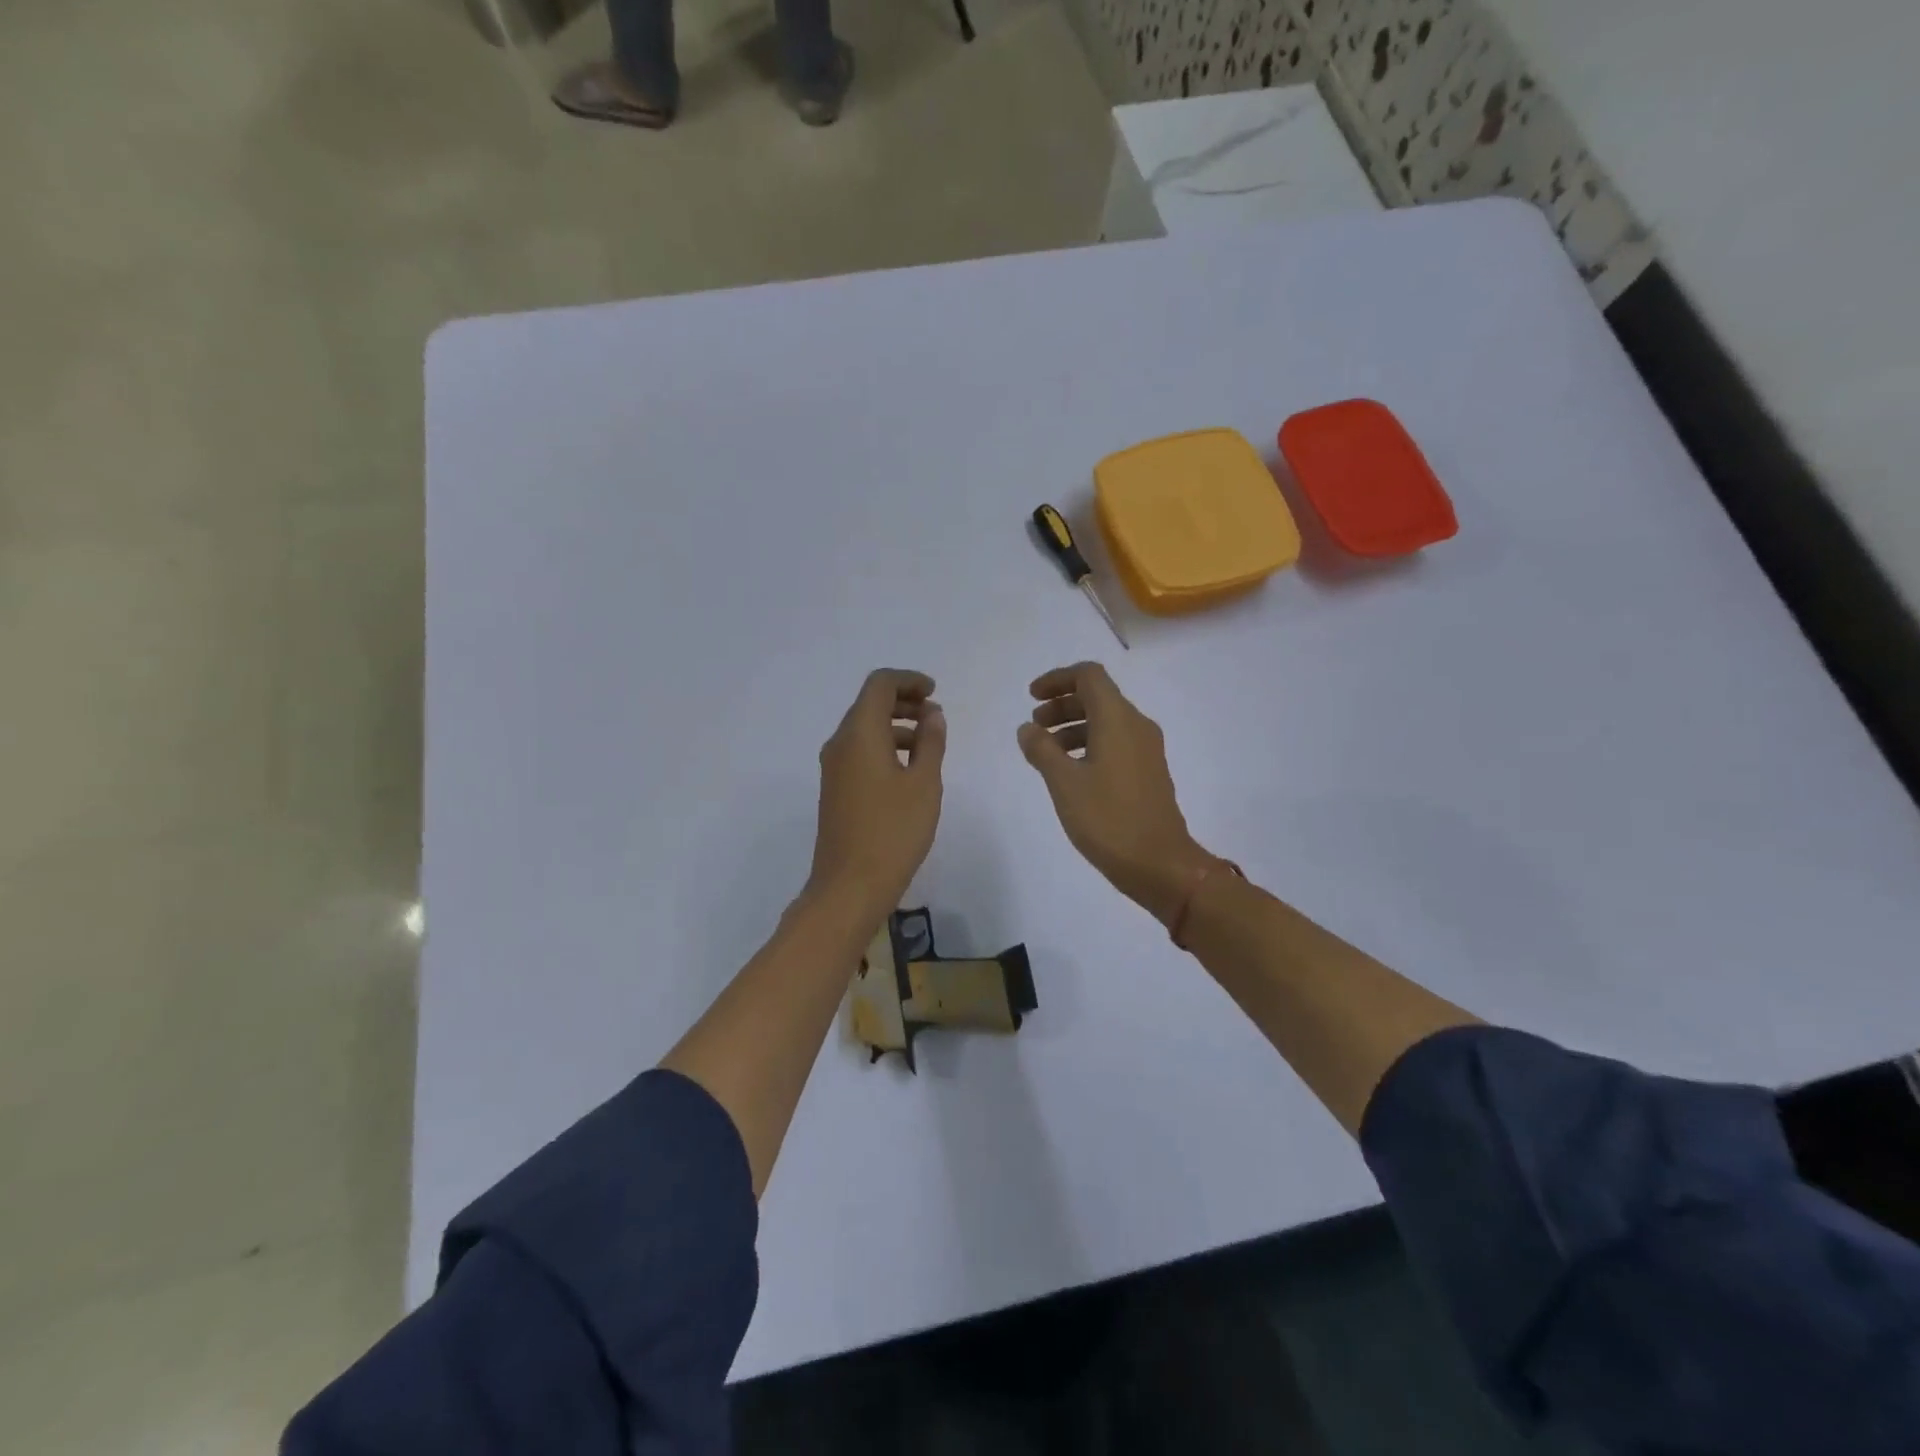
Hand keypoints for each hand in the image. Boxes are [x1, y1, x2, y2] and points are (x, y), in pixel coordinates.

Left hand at [807, 669, 946, 921]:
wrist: (850, 886)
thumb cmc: (893, 831)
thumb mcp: (923, 784)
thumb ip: (931, 742)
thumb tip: (932, 714)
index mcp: (859, 733)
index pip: (879, 685)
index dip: (908, 681)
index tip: (934, 692)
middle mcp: (840, 743)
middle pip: (869, 704)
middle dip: (903, 702)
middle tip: (935, 715)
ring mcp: (833, 768)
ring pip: (864, 729)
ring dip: (896, 726)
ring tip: (929, 742)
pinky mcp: (835, 789)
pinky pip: (859, 752)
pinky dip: (884, 746)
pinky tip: (909, 768)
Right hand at [1018, 662, 1215, 924]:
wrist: (1160, 864)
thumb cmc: (1108, 819)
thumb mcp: (1064, 782)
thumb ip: (1042, 750)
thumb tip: (1028, 729)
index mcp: (1118, 719)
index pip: (1089, 676)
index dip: (1057, 679)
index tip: (1031, 697)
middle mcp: (1136, 726)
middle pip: (1097, 697)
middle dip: (1061, 705)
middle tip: (1034, 727)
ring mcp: (1146, 750)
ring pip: (1105, 722)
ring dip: (1073, 727)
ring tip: (1045, 752)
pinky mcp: (1148, 772)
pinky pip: (1115, 743)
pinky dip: (1088, 745)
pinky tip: (1070, 772)